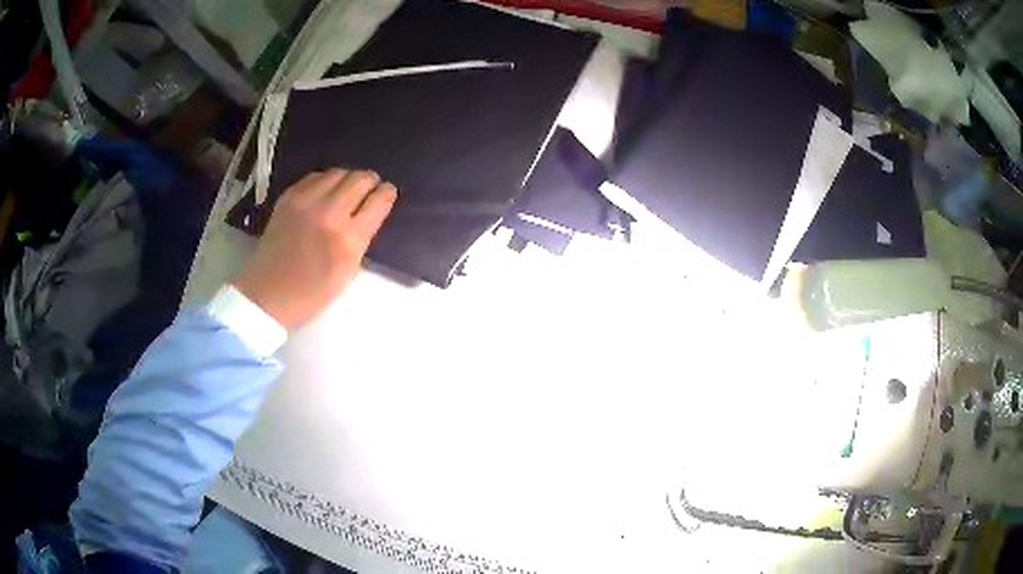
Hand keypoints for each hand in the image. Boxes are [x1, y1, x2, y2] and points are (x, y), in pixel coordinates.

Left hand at [234, 169, 396, 329]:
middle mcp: (330, 213)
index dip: (388, 193)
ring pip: (339, 172)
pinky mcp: (289, 197)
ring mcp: (307, 201)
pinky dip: (326, 181)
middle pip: (361, 179)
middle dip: (371, 181)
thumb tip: (370, 213)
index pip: (379, 200)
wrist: (268, 294)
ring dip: (348, 178)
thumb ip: (363, 239)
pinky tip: (325, 192)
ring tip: (347, 189)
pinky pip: (315, 176)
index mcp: (349, 239)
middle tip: (370, 189)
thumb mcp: (349, 272)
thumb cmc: (312, 293)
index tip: (387, 194)